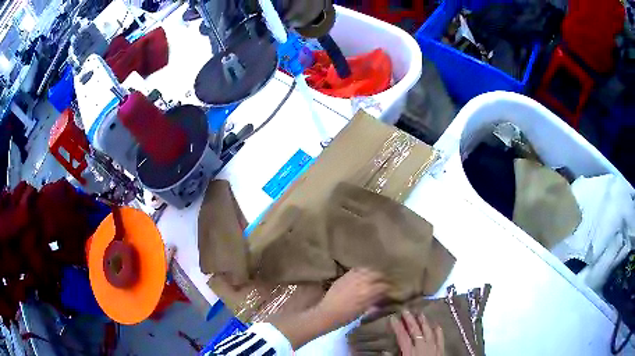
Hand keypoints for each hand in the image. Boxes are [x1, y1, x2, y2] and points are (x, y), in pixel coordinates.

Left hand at [316, 268, 388, 328]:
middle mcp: (362, 281)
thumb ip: (375, 300)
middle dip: (383, 279)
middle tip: (384, 284)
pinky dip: (363, 271)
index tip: (391, 291)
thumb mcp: (365, 310)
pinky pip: (357, 269)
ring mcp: (353, 276)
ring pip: (368, 269)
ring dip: (373, 273)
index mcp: (369, 291)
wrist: (327, 313)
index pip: (385, 286)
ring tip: (375, 278)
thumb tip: (383, 296)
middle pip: (378, 274)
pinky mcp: (345, 275)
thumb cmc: (347, 317)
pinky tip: (364, 275)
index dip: (389, 288)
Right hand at [390, 310, 444, 355]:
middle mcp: (422, 347)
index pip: (402, 337)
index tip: (392, 317)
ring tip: (420, 314)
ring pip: (429, 332)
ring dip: (424, 322)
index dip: (397, 327)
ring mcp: (433, 347)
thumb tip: (384, 351)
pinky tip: (437, 325)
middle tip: (406, 310)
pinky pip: (440, 338)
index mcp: (410, 352)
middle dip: (410, 320)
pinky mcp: (441, 350)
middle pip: (416, 331)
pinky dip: (438, 331)